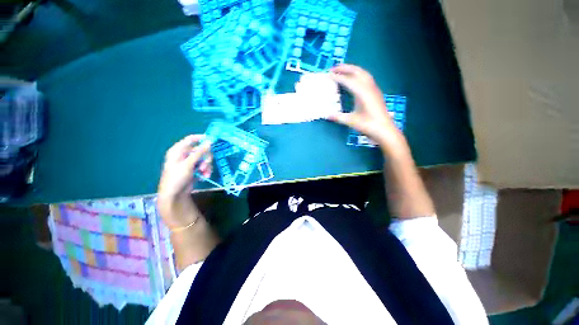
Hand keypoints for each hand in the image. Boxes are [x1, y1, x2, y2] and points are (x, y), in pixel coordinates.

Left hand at [157, 135, 211, 228]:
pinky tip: (204, 177)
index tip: (212, 140)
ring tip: (204, 173)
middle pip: (201, 150)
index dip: (201, 138)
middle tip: (205, 165)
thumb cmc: (177, 177)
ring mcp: (191, 162)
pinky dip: (206, 171)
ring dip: (207, 166)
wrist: (175, 194)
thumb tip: (210, 141)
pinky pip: (204, 166)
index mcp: (178, 150)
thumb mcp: (188, 164)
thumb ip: (200, 152)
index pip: (191, 139)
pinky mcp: (195, 169)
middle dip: (206, 158)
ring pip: (204, 159)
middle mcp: (185, 154)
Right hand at [327, 64, 405, 151]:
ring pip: (363, 73)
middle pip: (357, 71)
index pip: (348, 80)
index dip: (338, 77)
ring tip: (342, 70)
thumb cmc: (368, 125)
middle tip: (333, 68)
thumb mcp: (351, 121)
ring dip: (352, 69)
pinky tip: (353, 79)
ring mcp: (374, 89)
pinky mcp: (376, 92)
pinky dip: (358, 74)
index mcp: (362, 93)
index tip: (328, 75)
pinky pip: (366, 78)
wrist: (385, 130)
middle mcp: (369, 87)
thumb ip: (338, 117)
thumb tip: (326, 115)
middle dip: (345, 68)